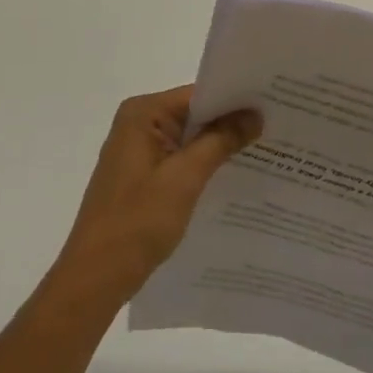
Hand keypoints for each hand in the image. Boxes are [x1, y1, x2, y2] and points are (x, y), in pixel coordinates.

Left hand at [47, 86, 260, 310]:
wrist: (95, 278)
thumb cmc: (137, 222)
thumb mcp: (185, 178)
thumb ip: (220, 141)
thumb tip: (255, 113)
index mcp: (142, 113)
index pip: (198, 95)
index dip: (235, 99)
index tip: (272, 104)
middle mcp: (138, 123)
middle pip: (194, 114)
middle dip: (231, 123)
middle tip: (276, 126)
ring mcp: (138, 151)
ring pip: (190, 139)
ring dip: (220, 146)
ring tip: (266, 149)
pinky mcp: (142, 176)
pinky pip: (180, 159)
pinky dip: (204, 165)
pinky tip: (235, 176)